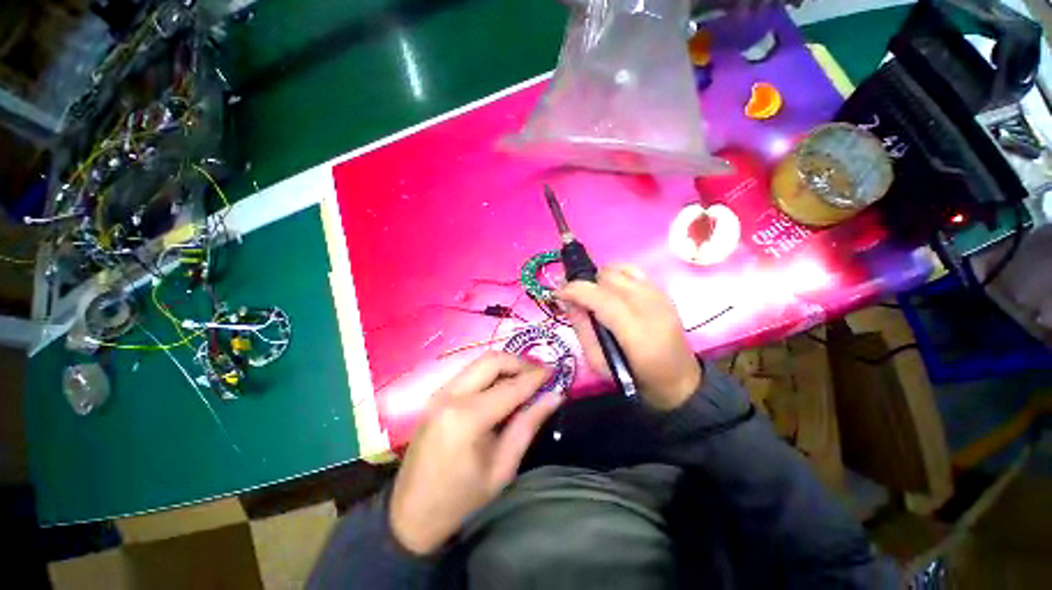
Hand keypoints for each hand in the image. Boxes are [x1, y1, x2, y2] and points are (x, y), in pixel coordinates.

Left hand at [389, 352, 562, 554]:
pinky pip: (469, 372)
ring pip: (480, 362)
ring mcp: (439, 392)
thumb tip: (554, 397)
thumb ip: (528, 425)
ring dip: (505, 365)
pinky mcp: (436, 395)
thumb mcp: (503, 467)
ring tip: (524, 379)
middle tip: (539, 374)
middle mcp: (450, 395)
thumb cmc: (462, 499)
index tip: (554, 371)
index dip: (535, 377)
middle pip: (492, 360)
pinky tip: (502, 388)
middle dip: (520, 362)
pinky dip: (490, 373)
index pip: (511, 387)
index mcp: (467, 418)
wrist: (411, 515)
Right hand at [559, 265, 700, 411]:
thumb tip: (566, 300)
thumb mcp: (598, 362)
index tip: (558, 294)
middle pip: (608, 278)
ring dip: (599, 279)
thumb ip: (581, 328)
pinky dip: (616, 275)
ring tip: (594, 295)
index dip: (574, 290)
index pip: (600, 297)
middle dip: (585, 284)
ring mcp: (659, 295)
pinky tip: (612, 289)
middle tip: (575, 298)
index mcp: (635, 331)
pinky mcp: (663, 291)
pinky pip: (633, 270)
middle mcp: (650, 306)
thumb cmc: (634, 377)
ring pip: (619, 269)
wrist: (677, 379)